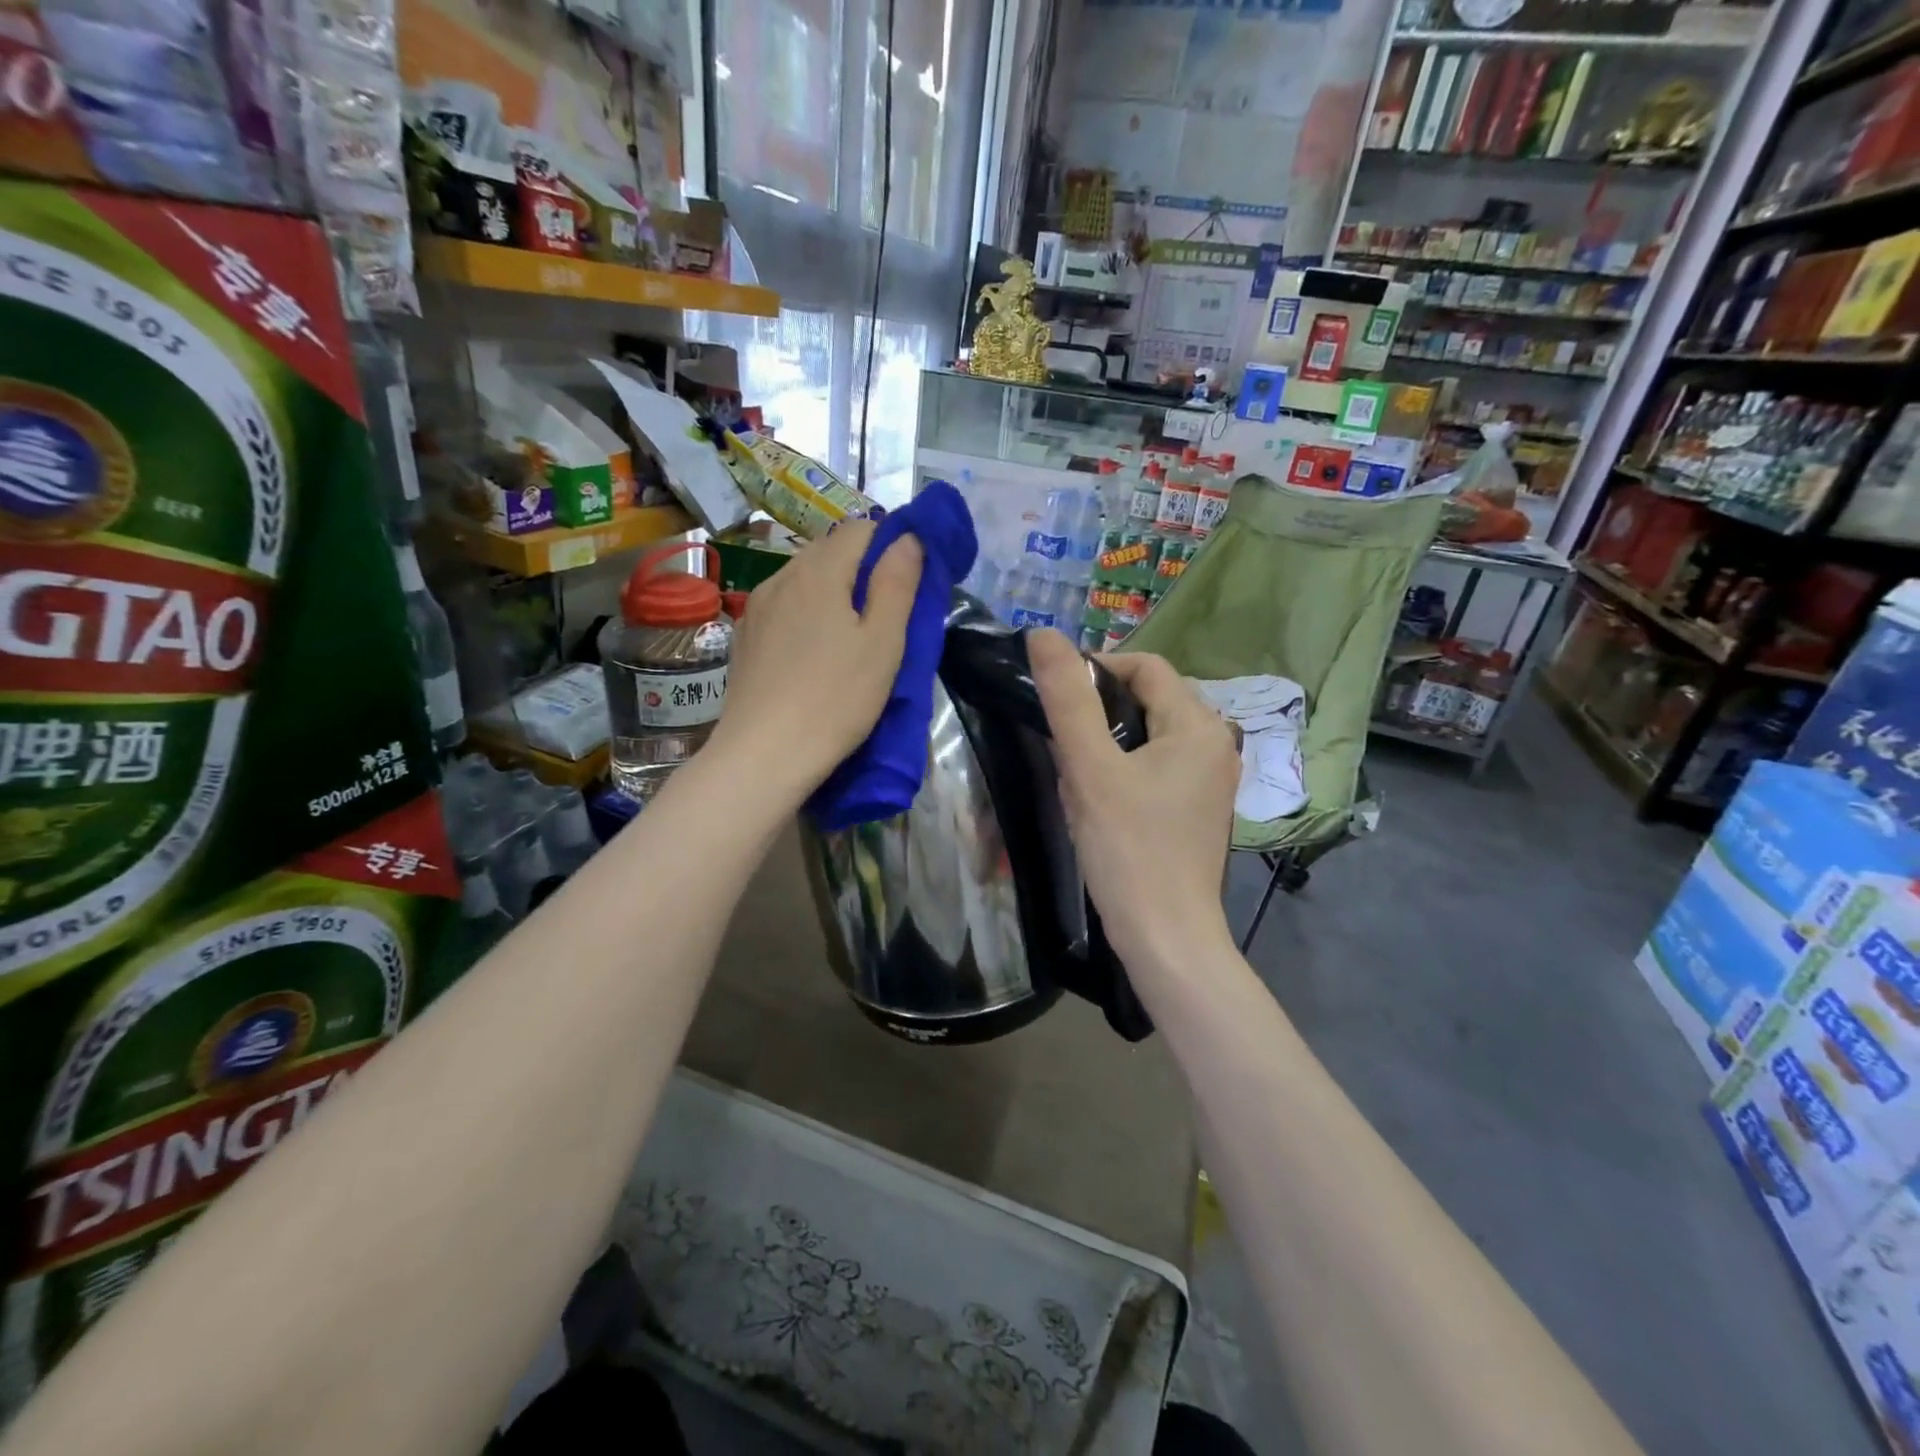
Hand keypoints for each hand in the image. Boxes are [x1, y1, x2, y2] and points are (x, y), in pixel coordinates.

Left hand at [709, 520, 922, 803]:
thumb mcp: (883, 642)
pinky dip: (805, 614)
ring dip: (832, 592)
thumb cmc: (836, 699)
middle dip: (862, 568)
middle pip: (829, 551)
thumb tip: (907, 538)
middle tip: (886, 613)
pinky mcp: (744, 637)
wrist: (764, 754)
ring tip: (850, 636)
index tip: (908, 582)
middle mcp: (782, 576)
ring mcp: (757, 607)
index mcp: (820, 571)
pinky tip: (813, 652)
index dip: (890, 544)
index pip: (861, 529)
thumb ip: (897, 583)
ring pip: (804, 579)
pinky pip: (783, 607)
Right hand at [1028, 629, 1239, 977]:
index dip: (1097, 669)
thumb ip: (1066, 699)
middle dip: (1102, 710)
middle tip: (1063, 742)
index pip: (1145, 666)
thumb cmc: (1128, 849)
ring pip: (1152, 734)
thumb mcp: (1090, 769)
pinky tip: (1101, 800)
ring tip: (1077, 774)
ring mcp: (1213, 779)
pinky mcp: (1201, 807)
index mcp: (1198, 725)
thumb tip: (1042, 634)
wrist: (1166, 935)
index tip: (1057, 698)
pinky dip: (1127, 768)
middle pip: (1151, 698)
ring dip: (1111, 742)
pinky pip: (1160, 766)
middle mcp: (1217, 743)